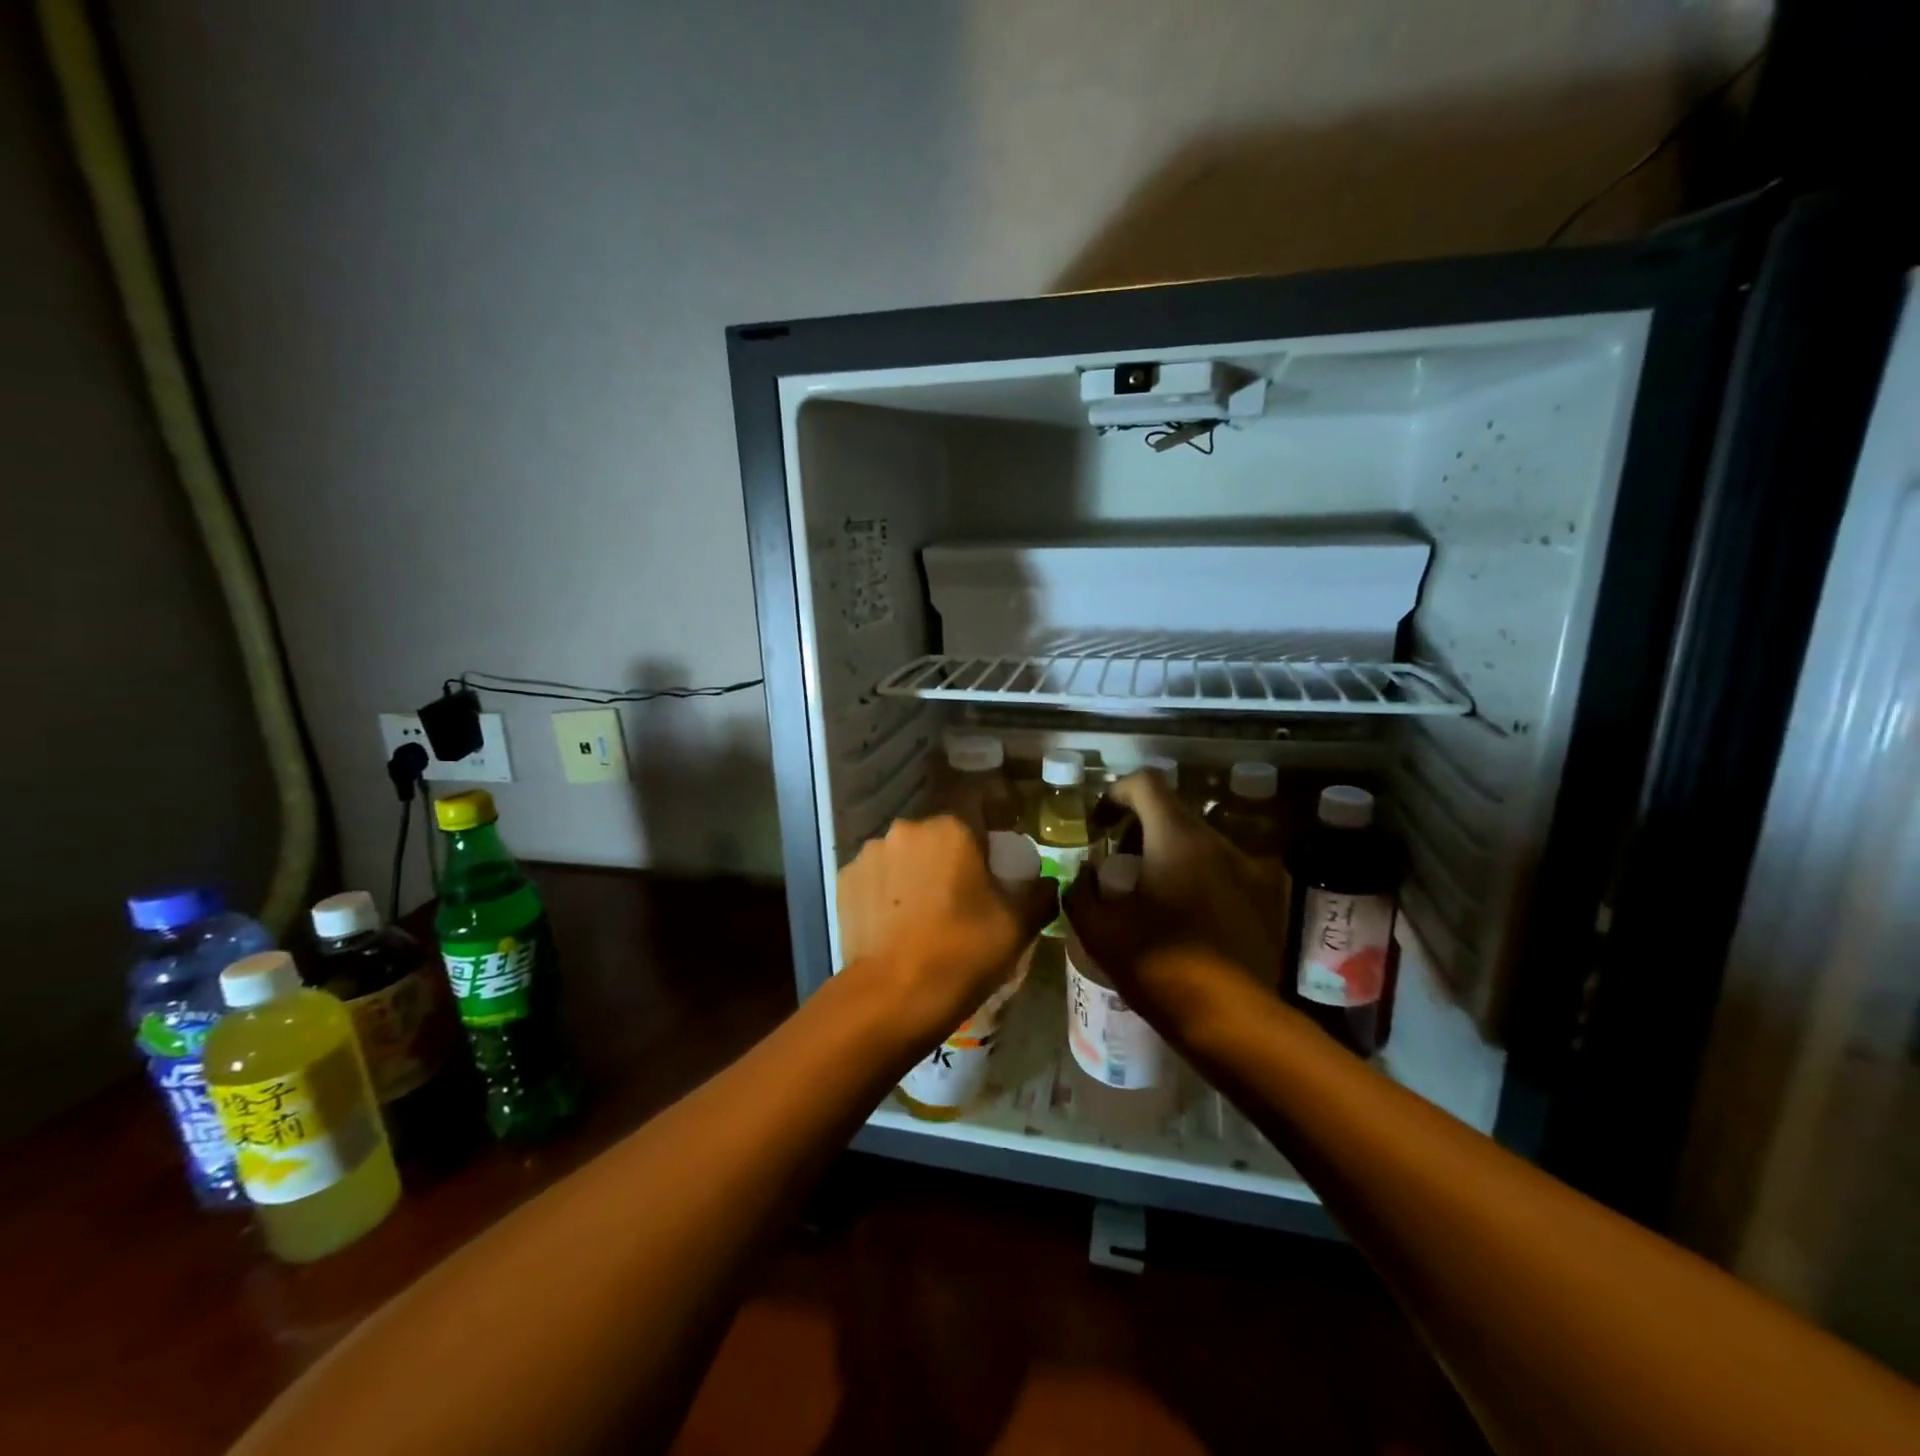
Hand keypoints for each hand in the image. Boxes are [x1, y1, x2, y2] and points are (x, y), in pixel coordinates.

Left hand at [837, 815, 1057, 1043]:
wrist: (892, 997)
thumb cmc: (962, 953)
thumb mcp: (1017, 927)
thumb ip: (1039, 894)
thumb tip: (1046, 883)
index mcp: (951, 828)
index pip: (978, 807)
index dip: (991, 832)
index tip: (996, 862)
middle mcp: (907, 829)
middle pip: (938, 834)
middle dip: (951, 856)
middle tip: (962, 894)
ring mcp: (870, 853)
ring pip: (904, 854)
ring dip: (916, 872)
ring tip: (923, 913)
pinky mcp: (845, 880)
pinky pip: (876, 876)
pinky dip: (886, 891)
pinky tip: (894, 923)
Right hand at [1063, 771, 1287, 1033]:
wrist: (1233, 1024)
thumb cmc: (1160, 968)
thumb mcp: (1099, 930)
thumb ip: (1081, 890)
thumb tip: (1085, 876)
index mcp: (1178, 839)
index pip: (1146, 783)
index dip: (1116, 793)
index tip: (1101, 825)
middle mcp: (1220, 844)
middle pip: (1173, 814)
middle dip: (1140, 832)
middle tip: (1119, 868)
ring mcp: (1250, 872)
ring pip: (1200, 845)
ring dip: (1170, 857)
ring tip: (1151, 898)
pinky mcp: (1267, 902)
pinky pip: (1224, 874)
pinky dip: (1198, 882)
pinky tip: (1186, 922)